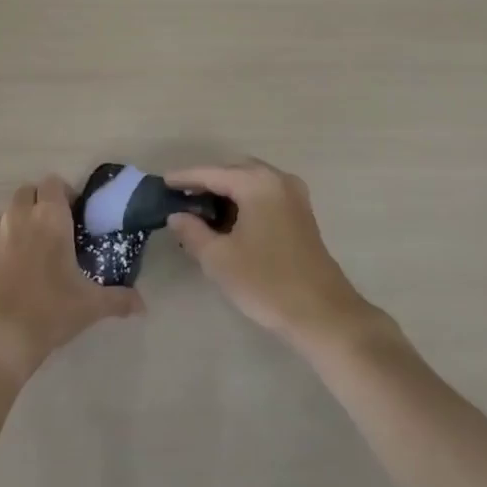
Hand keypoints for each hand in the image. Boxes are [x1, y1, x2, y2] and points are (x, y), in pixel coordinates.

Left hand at [0, 176, 141, 383]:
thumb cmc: (50, 309)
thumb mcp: (90, 305)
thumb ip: (119, 299)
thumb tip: (142, 305)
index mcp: (50, 217)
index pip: (54, 183)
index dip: (65, 193)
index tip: (77, 214)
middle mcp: (22, 217)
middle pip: (29, 191)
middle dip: (42, 201)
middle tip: (58, 226)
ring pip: (11, 210)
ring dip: (23, 218)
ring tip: (39, 246)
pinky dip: (8, 240)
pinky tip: (20, 267)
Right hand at [165, 159, 377, 346]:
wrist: (323, 315)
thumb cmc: (266, 282)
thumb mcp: (219, 259)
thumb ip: (193, 232)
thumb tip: (177, 215)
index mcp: (257, 183)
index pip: (212, 173)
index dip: (185, 178)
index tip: (163, 182)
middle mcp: (278, 179)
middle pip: (233, 171)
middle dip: (207, 182)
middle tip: (181, 198)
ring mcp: (294, 196)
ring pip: (251, 182)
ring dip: (227, 192)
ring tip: (200, 211)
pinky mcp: (302, 214)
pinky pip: (264, 195)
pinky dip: (244, 201)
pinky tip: (229, 222)